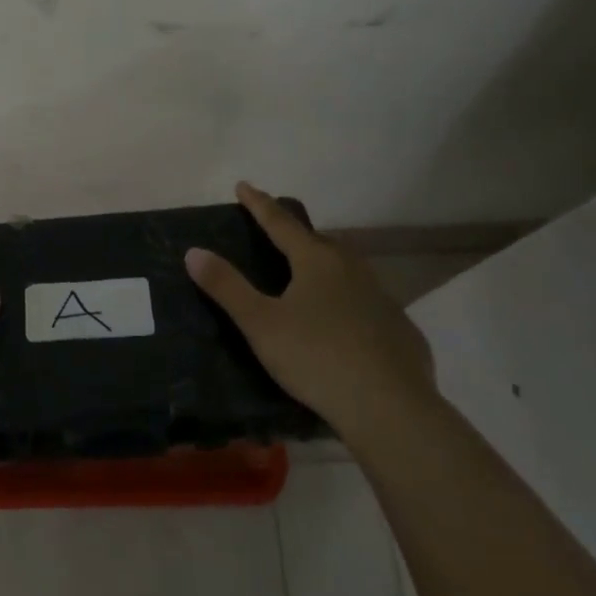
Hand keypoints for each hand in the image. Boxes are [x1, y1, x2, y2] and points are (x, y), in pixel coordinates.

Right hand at [185, 182, 434, 441]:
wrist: (392, 409)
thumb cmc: (317, 358)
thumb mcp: (260, 324)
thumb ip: (227, 287)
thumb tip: (194, 251)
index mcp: (316, 261)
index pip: (280, 223)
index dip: (259, 204)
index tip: (243, 186)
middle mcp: (352, 269)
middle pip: (319, 242)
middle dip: (296, 235)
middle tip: (277, 235)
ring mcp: (382, 298)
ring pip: (348, 270)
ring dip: (326, 266)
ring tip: (310, 276)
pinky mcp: (401, 330)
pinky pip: (368, 303)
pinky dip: (350, 302)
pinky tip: (345, 324)